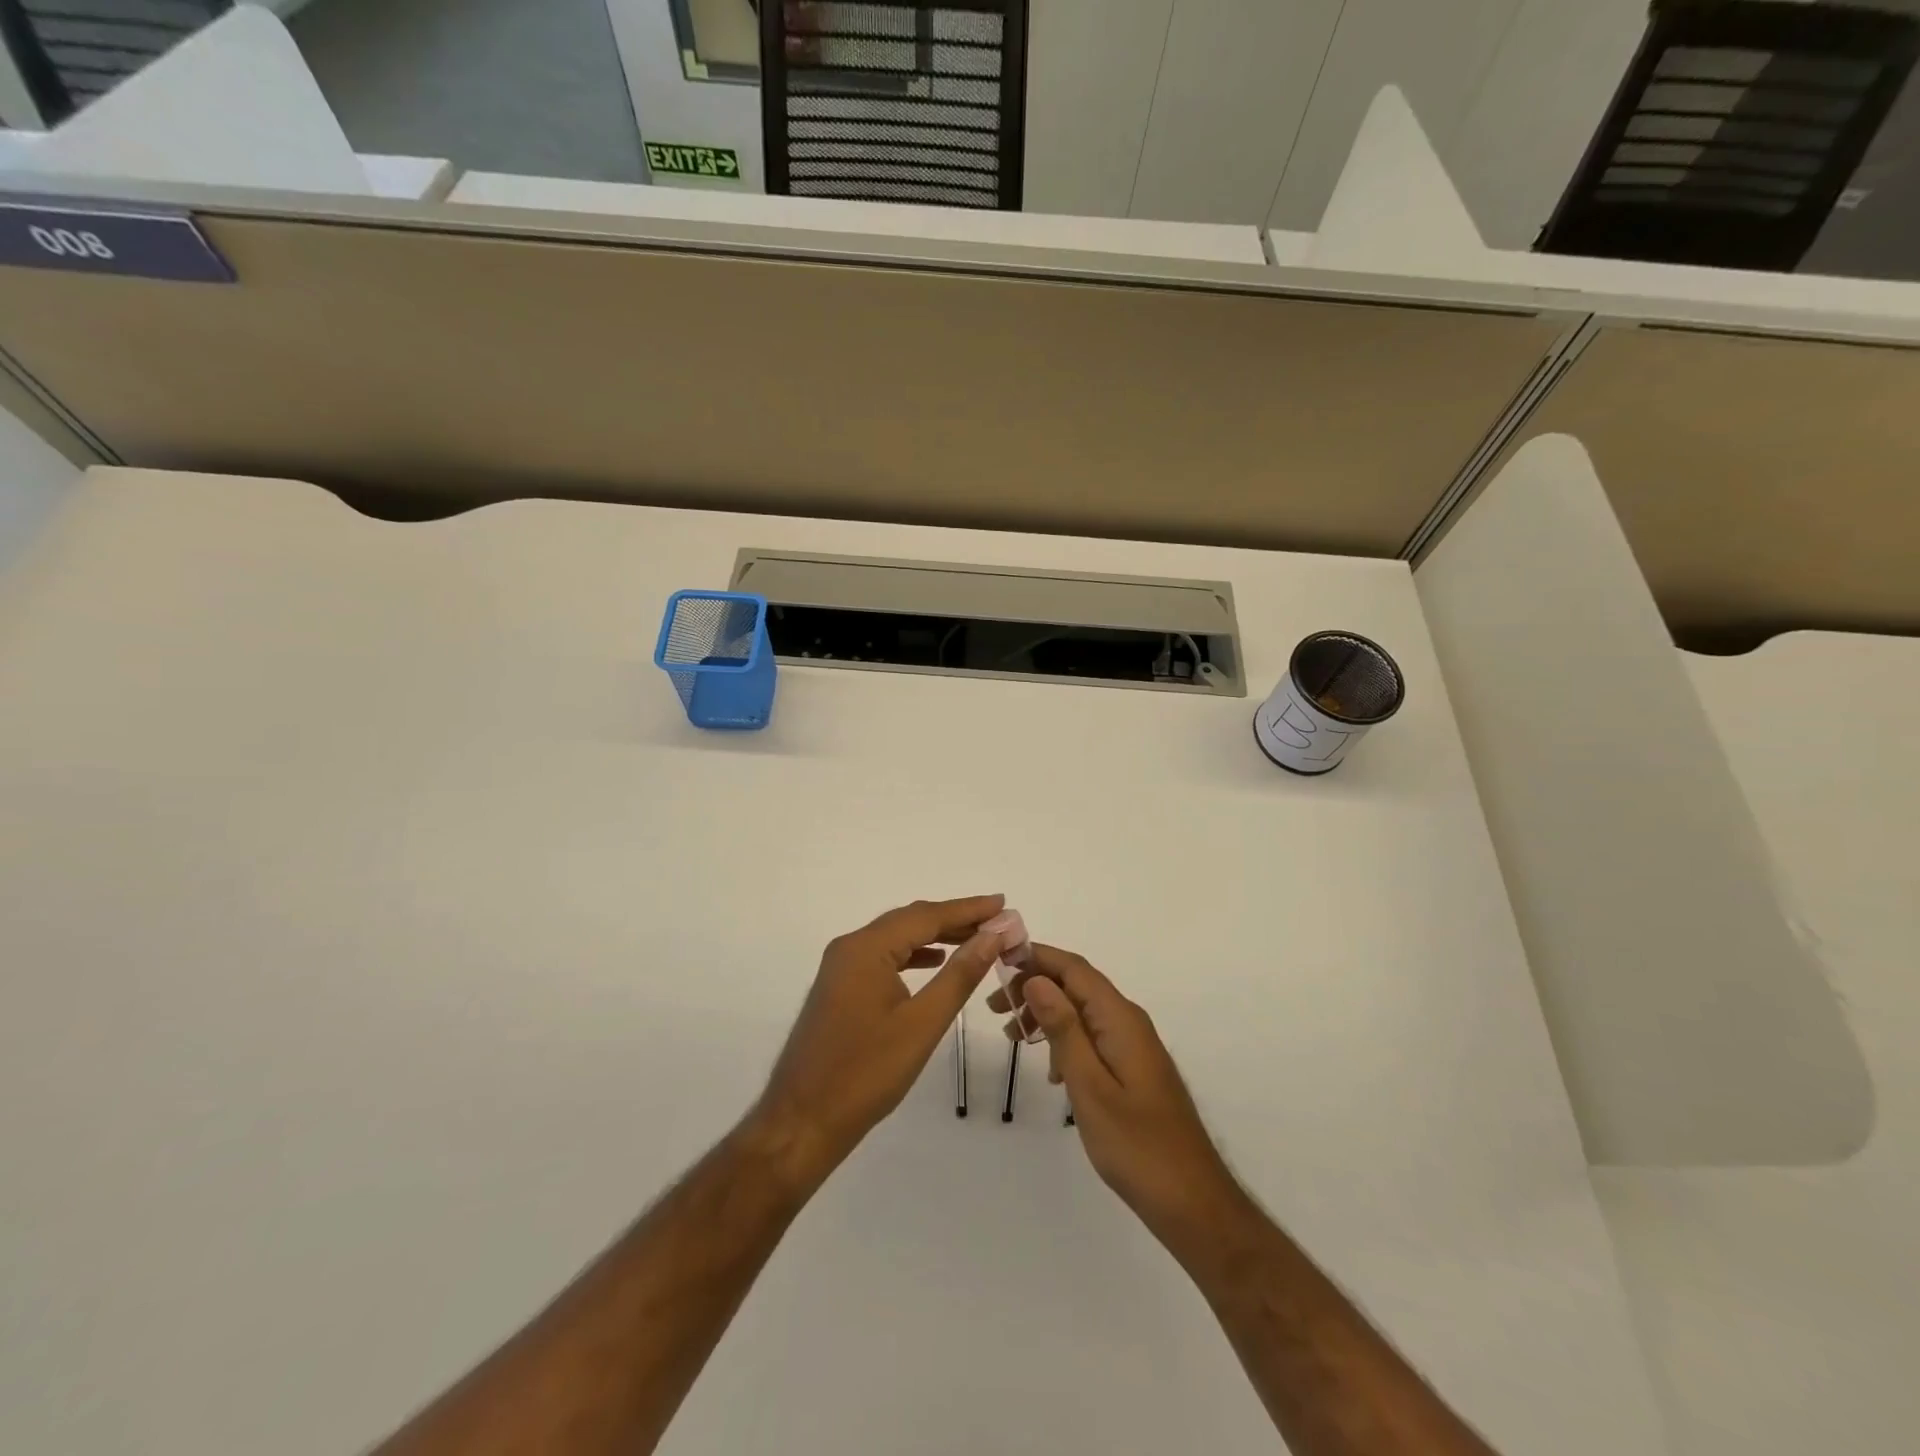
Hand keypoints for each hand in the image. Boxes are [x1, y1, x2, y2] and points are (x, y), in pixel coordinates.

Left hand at [750, 895, 1013, 1187]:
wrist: (803, 1122)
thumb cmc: (866, 1073)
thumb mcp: (922, 1024)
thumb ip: (959, 975)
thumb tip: (992, 936)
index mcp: (866, 948)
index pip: (926, 916)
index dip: (968, 909)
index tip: (1003, 902)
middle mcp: (850, 947)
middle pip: (910, 921)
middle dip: (955, 919)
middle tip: (997, 921)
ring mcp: (841, 968)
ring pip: (896, 939)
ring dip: (936, 936)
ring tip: (976, 940)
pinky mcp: (840, 988)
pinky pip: (884, 958)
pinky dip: (913, 955)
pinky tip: (935, 962)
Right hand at [989, 945, 1246, 1246]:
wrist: (1192, 1201)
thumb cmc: (1136, 1145)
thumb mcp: (1089, 1086)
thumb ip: (1064, 1029)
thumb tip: (1036, 979)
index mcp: (1120, 1018)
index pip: (1074, 968)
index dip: (1036, 957)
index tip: (997, 961)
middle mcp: (1128, 1021)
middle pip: (1076, 985)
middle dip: (1034, 986)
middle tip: (994, 1007)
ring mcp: (1133, 1045)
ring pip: (1082, 1010)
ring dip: (1046, 1014)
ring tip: (1011, 1035)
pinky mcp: (1133, 1068)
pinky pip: (1092, 1036)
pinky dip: (1064, 1039)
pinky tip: (1049, 1071)